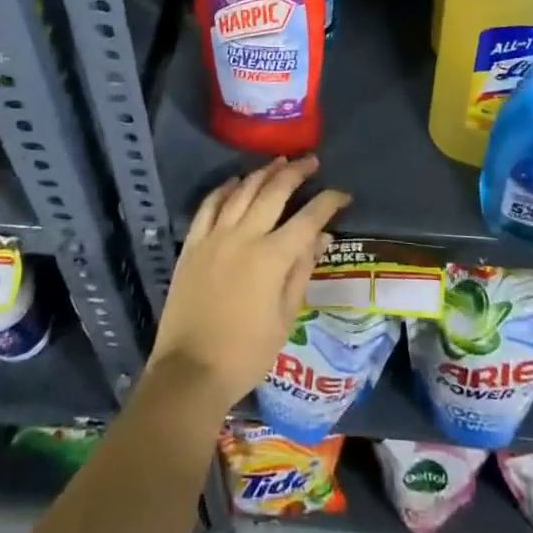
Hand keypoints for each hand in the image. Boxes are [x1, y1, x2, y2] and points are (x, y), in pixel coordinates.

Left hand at [149, 155, 350, 413]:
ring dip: (263, 173)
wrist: (190, 371)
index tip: (342, 195)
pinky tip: (235, 181)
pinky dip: (224, 189)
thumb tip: (322, 237)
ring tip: (279, 162)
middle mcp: (244, 236)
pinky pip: (209, 205)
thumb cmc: (246, 353)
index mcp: (272, 257)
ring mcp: (215, 237)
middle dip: (296, 173)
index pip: (308, 218)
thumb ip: (302, 271)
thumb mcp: (285, 318)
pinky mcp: (192, 244)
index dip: (328, 202)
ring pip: (242, 191)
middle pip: (274, 191)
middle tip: (311, 161)